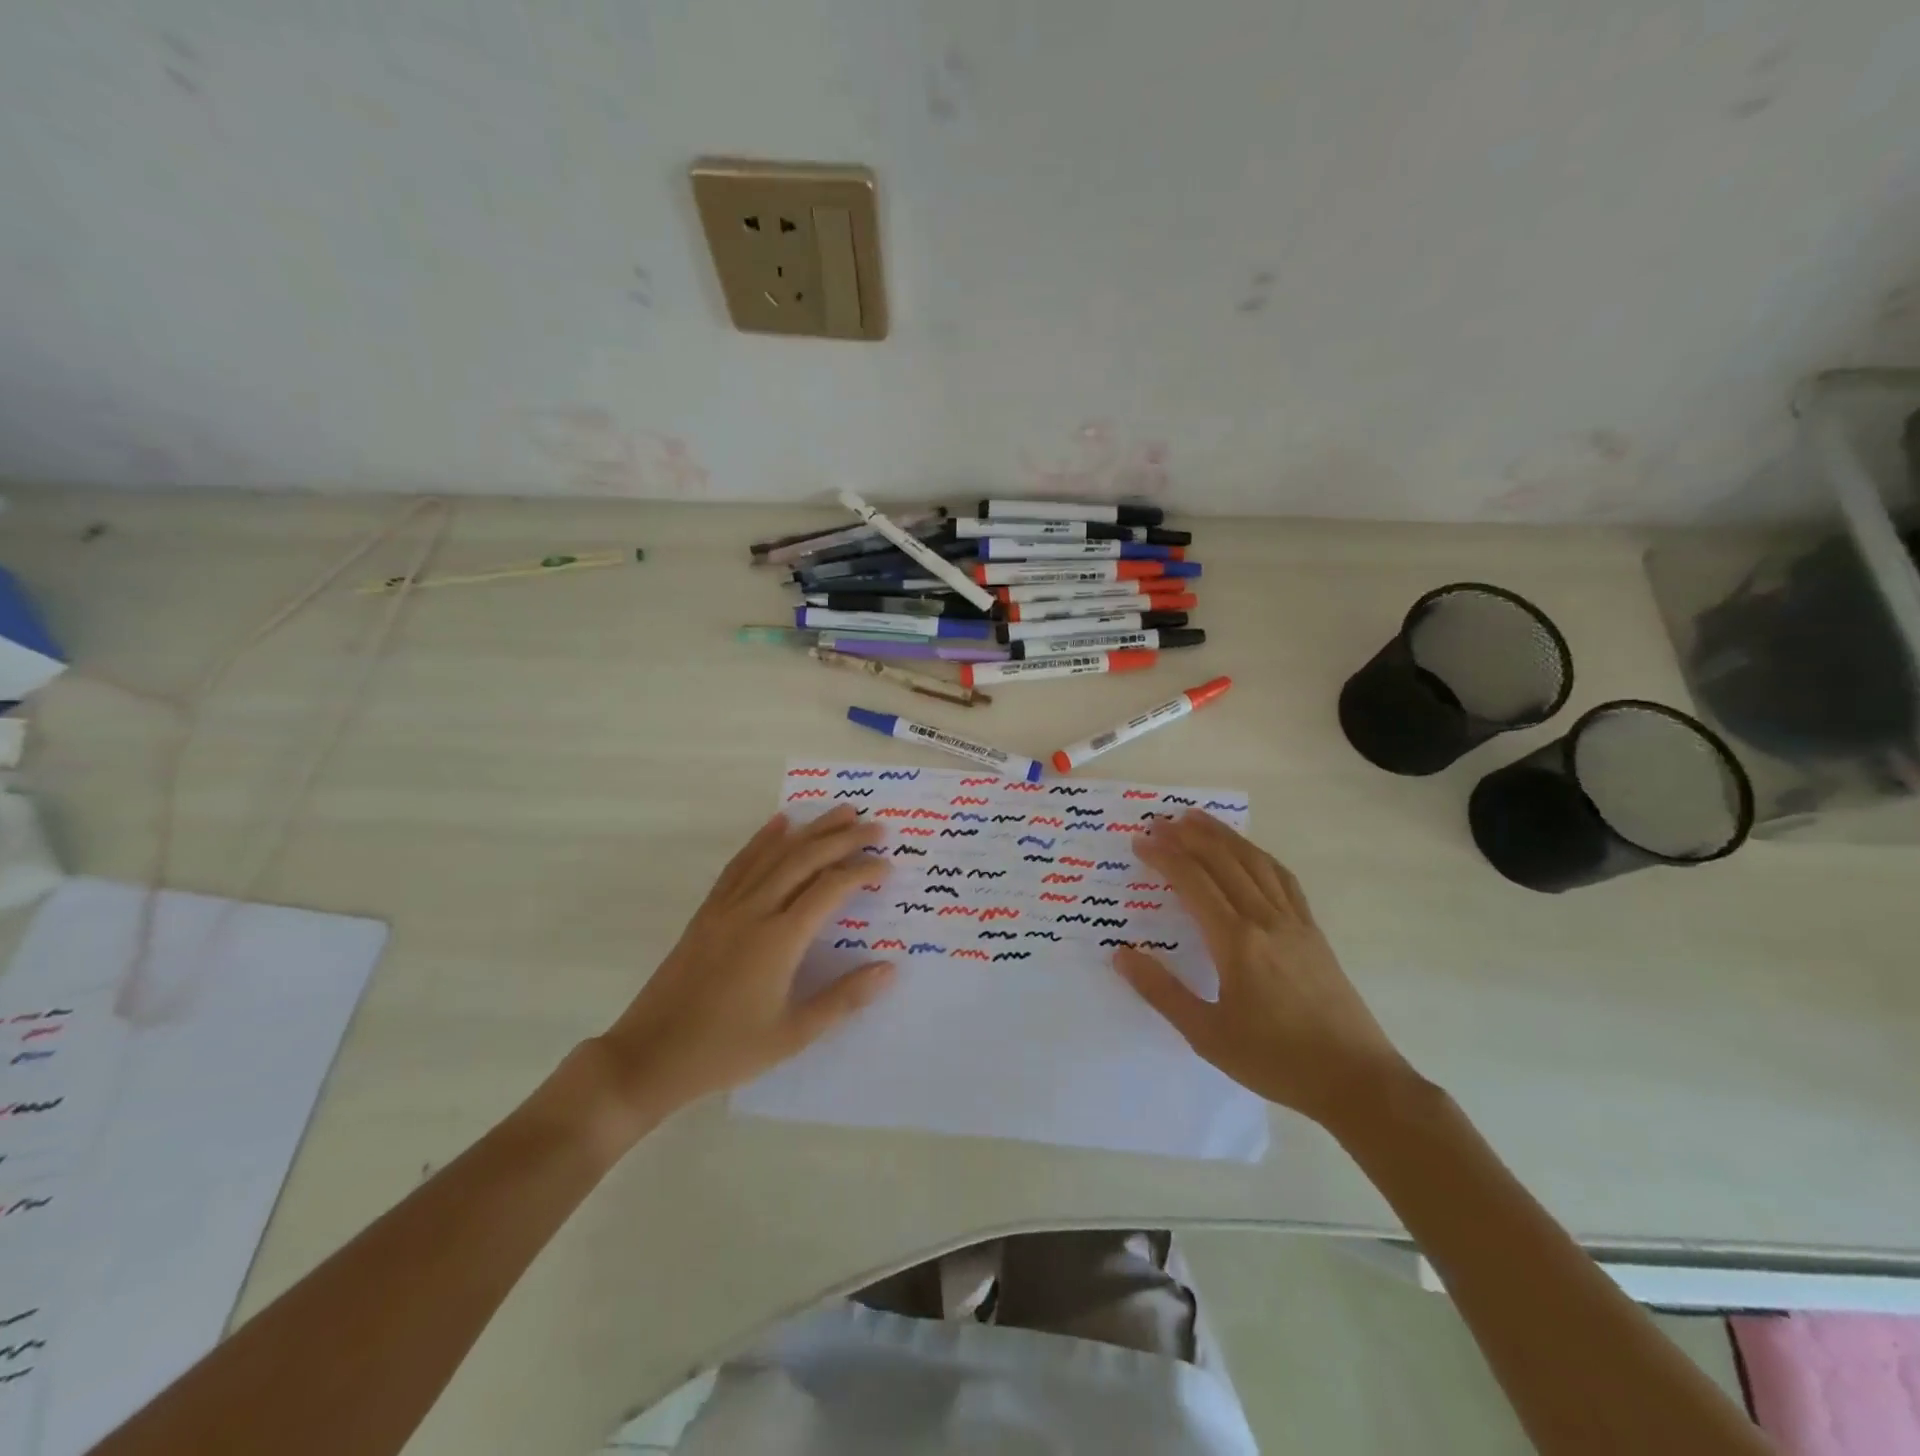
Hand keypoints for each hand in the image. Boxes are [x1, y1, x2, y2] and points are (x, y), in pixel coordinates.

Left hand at [589, 806, 895, 1125]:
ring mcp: (727, 907)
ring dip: (810, 829)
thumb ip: (843, 998)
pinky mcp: (708, 911)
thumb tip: (889, 969)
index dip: (861, 872)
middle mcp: (755, 910)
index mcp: (779, 939)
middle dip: (843, 838)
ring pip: (775, 854)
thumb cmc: (726, 1049)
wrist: (650, 1055)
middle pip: (805, 859)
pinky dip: (763, 840)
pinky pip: (741, 864)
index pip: (830, 888)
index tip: (887, 866)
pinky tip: (778, 824)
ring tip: (840, 811)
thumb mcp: (793, 1034)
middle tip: (875, 826)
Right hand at [1112, 810, 1415, 1131]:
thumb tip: (1121, 954)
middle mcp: (1264, 919)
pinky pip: (1283, 879)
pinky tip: (1251, 853)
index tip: (1140, 842)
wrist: (1356, 1081)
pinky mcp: (1313, 933)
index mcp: (1236, 941)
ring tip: (1198, 818)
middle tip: (1159, 820)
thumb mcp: (1207, 1035)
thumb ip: (1161, 992)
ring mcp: (1294, 922)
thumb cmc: (1275, 1061)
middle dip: (1188, 836)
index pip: (1193, 882)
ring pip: (1255, 862)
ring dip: (1224, 836)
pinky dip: (1260, 856)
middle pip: (1223, 862)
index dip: (1164, 857)